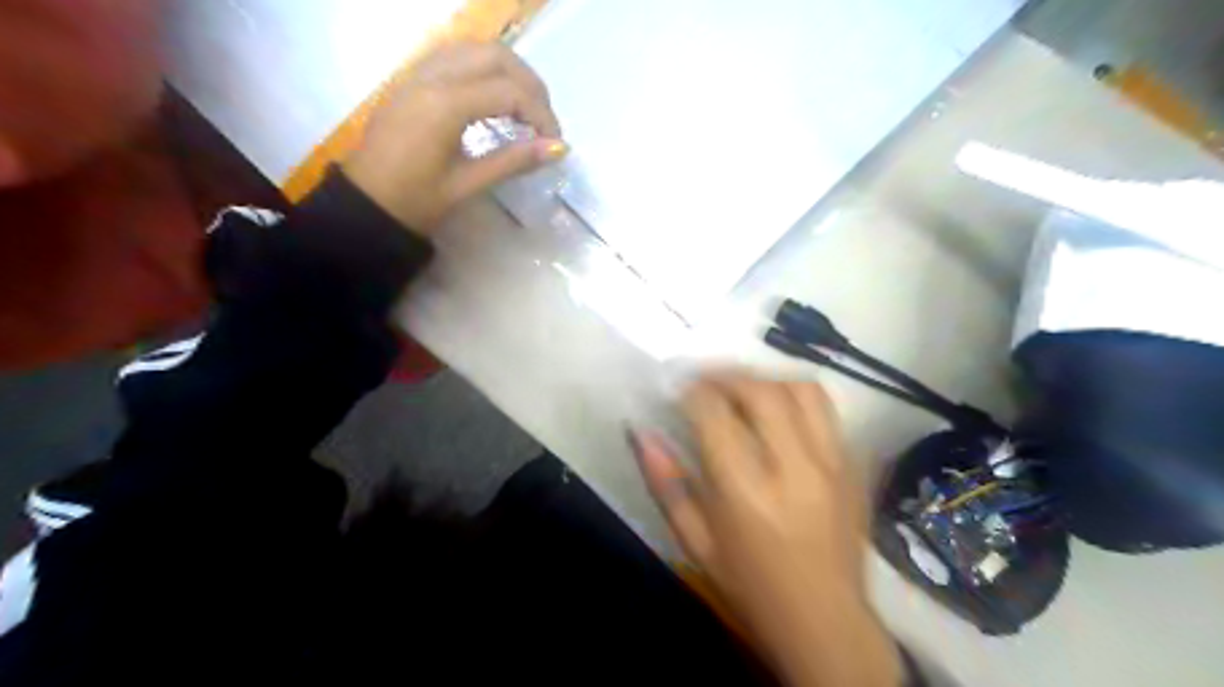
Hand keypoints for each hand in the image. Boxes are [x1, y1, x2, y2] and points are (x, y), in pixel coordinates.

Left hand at [341, 42, 567, 236]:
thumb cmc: (415, 201)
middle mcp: (432, 76)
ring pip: (475, 49)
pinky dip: (484, 70)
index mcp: (445, 104)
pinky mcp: (413, 80)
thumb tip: (560, 149)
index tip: (556, 143)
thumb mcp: (467, 185)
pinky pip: (456, 57)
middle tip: (544, 121)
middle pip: (496, 56)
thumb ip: (514, 161)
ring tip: (525, 109)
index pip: (510, 92)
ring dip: (508, 72)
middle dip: (530, 85)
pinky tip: (493, 100)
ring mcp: (419, 73)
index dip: (541, 115)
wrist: (365, 204)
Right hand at [637, 372, 902, 686]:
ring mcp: (833, 464)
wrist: (826, 624)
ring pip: (802, 390)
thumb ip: (666, 483)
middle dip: (728, 375)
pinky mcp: (856, 467)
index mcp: (746, 493)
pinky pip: (828, 411)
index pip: (715, 413)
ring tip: (744, 389)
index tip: (680, 387)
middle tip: (707, 380)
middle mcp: (794, 469)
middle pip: (762, 391)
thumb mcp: (695, 542)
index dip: (693, 390)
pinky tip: (780, 413)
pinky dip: (797, 399)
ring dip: (767, 379)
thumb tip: (641, 432)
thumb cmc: (750, 587)